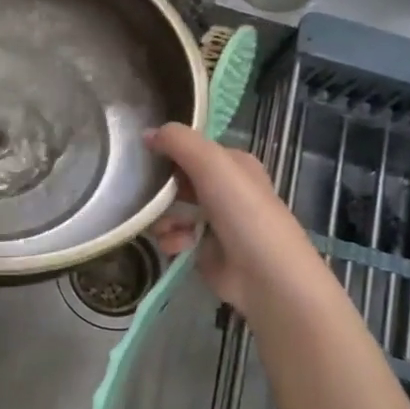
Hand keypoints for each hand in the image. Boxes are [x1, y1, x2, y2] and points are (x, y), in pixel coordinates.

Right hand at [147, 122, 334, 321]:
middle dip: (160, 188)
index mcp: (232, 164)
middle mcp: (224, 189)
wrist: (266, 275)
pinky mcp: (203, 250)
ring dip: (162, 217)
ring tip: (165, 227)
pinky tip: (178, 246)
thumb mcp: (212, 163)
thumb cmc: (242, 211)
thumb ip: (178, 141)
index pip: (192, 148)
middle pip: (178, 180)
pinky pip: (175, 237)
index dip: (168, 150)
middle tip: (147, 194)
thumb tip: (147, 133)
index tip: (143, 156)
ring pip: (172, 210)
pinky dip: (171, 240)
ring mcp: (214, 221)